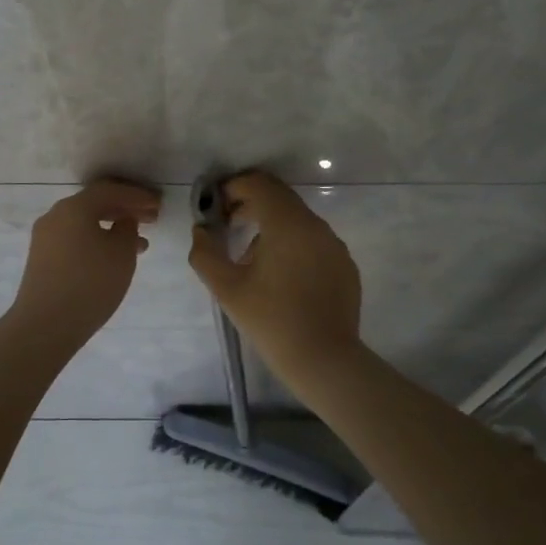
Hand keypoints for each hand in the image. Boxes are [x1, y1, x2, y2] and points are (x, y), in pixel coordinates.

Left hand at [7, 179, 162, 339]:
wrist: (44, 326)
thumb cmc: (90, 285)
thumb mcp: (121, 254)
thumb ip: (128, 229)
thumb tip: (123, 220)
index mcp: (74, 208)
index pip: (110, 190)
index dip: (137, 195)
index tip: (158, 204)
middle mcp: (55, 215)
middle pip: (95, 203)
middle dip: (125, 209)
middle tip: (151, 219)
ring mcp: (45, 237)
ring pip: (85, 222)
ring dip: (112, 227)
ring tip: (140, 243)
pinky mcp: (42, 258)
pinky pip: (74, 238)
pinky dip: (96, 239)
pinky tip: (113, 258)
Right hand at [188, 170, 362, 380]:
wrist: (325, 361)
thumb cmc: (272, 321)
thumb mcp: (227, 288)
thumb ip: (205, 253)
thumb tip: (201, 231)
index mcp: (288, 224)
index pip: (259, 184)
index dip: (233, 188)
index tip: (217, 208)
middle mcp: (315, 225)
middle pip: (279, 197)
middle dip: (250, 203)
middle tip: (228, 226)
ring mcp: (334, 244)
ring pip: (297, 219)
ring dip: (271, 225)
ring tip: (251, 258)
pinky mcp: (344, 264)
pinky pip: (313, 240)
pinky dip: (292, 244)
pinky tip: (281, 277)